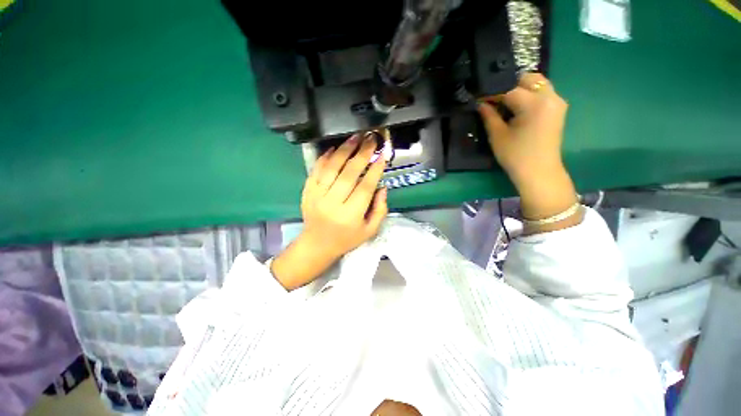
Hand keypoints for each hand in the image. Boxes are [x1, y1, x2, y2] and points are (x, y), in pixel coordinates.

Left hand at [271, 133, 388, 289]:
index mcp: (350, 215)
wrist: (317, 245)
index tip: (382, 155)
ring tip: (355, 137)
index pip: (365, 187)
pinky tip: (335, 148)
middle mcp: (333, 203)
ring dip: (344, 150)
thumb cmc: (346, 239)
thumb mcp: (369, 230)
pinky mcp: (307, 191)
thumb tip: (383, 187)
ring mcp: (316, 196)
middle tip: (371, 139)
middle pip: (349, 174)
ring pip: (331, 168)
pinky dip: (325, 157)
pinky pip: (316, 170)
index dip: (375, 169)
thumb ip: (380, 210)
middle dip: (362, 154)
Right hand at [477, 73, 581, 231]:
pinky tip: (519, 109)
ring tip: (507, 105)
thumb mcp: (498, 136)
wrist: (539, 172)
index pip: (510, 89)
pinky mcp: (559, 109)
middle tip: (496, 101)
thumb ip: (489, 116)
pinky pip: (543, 93)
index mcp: (535, 103)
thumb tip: (480, 103)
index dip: (493, 94)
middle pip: (529, 78)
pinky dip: (530, 95)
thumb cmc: (516, 155)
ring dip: (521, 89)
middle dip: (509, 86)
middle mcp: (550, 96)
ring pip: (538, 83)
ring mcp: (557, 102)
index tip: (481, 100)